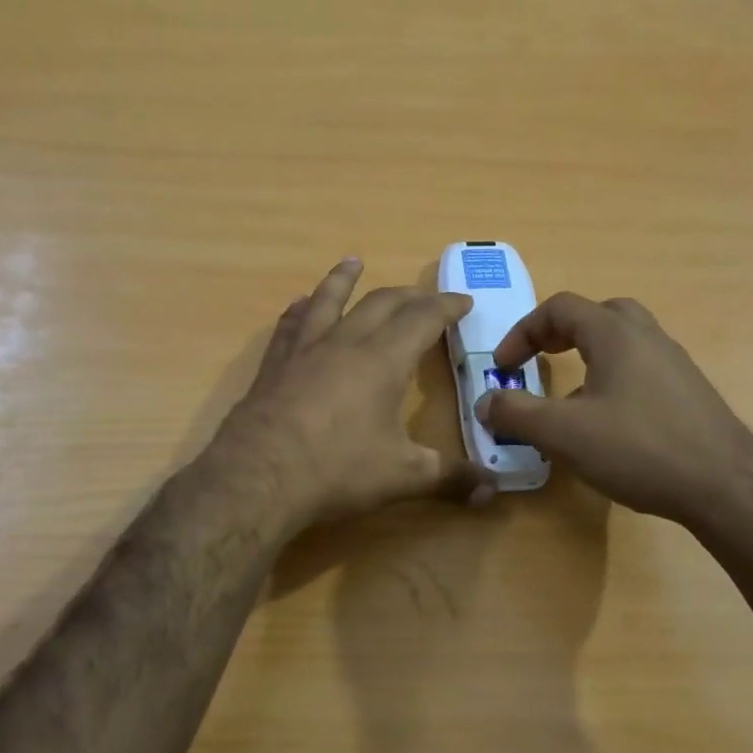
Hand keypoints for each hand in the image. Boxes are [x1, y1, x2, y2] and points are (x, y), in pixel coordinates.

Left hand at [207, 258, 495, 529]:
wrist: (259, 476)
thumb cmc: (338, 470)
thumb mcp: (403, 477)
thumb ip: (450, 478)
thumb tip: (493, 491)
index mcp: (384, 359)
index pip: (423, 319)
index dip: (446, 307)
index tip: (463, 301)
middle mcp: (346, 342)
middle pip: (381, 303)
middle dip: (408, 295)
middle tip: (425, 297)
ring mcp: (305, 349)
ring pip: (329, 300)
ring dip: (344, 279)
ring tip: (353, 262)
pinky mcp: (274, 364)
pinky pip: (291, 325)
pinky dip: (301, 309)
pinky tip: (300, 305)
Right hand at [476, 293, 752, 525]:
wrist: (727, 487)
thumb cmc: (639, 449)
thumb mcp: (563, 433)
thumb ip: (517, 413)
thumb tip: (485, 402)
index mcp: (615, 334)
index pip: (560, 308)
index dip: (523, 331)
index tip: (505, 367)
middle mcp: (648, 337)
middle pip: (598, 314)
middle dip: (561, 332)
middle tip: (542, 360)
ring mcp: (674, 363)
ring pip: (624, 340)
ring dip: (590, 355)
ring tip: (571, 395)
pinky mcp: (690, 392)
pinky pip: (642, 368)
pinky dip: (615, 377)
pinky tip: (609, 422)